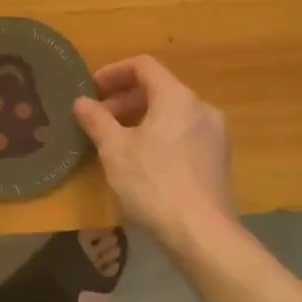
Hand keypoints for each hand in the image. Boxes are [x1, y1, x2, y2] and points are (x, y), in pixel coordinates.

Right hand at [73, 55, 236, 244]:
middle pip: (159, 89)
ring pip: (172, 113)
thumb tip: (81, 101)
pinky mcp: (219, 160)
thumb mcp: (114, 150)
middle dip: (125, 100)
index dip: (114, 72)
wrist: (203, 234)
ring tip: (117, 142)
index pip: (143, 66)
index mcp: (176, 97)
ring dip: (141, 119)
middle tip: (99, 120)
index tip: (92, 89)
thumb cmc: (153, 184)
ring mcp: (215, 134)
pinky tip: (142, 162)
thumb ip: (96, 120)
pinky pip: (184, 133)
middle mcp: (201, 107)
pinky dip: (160, 135)